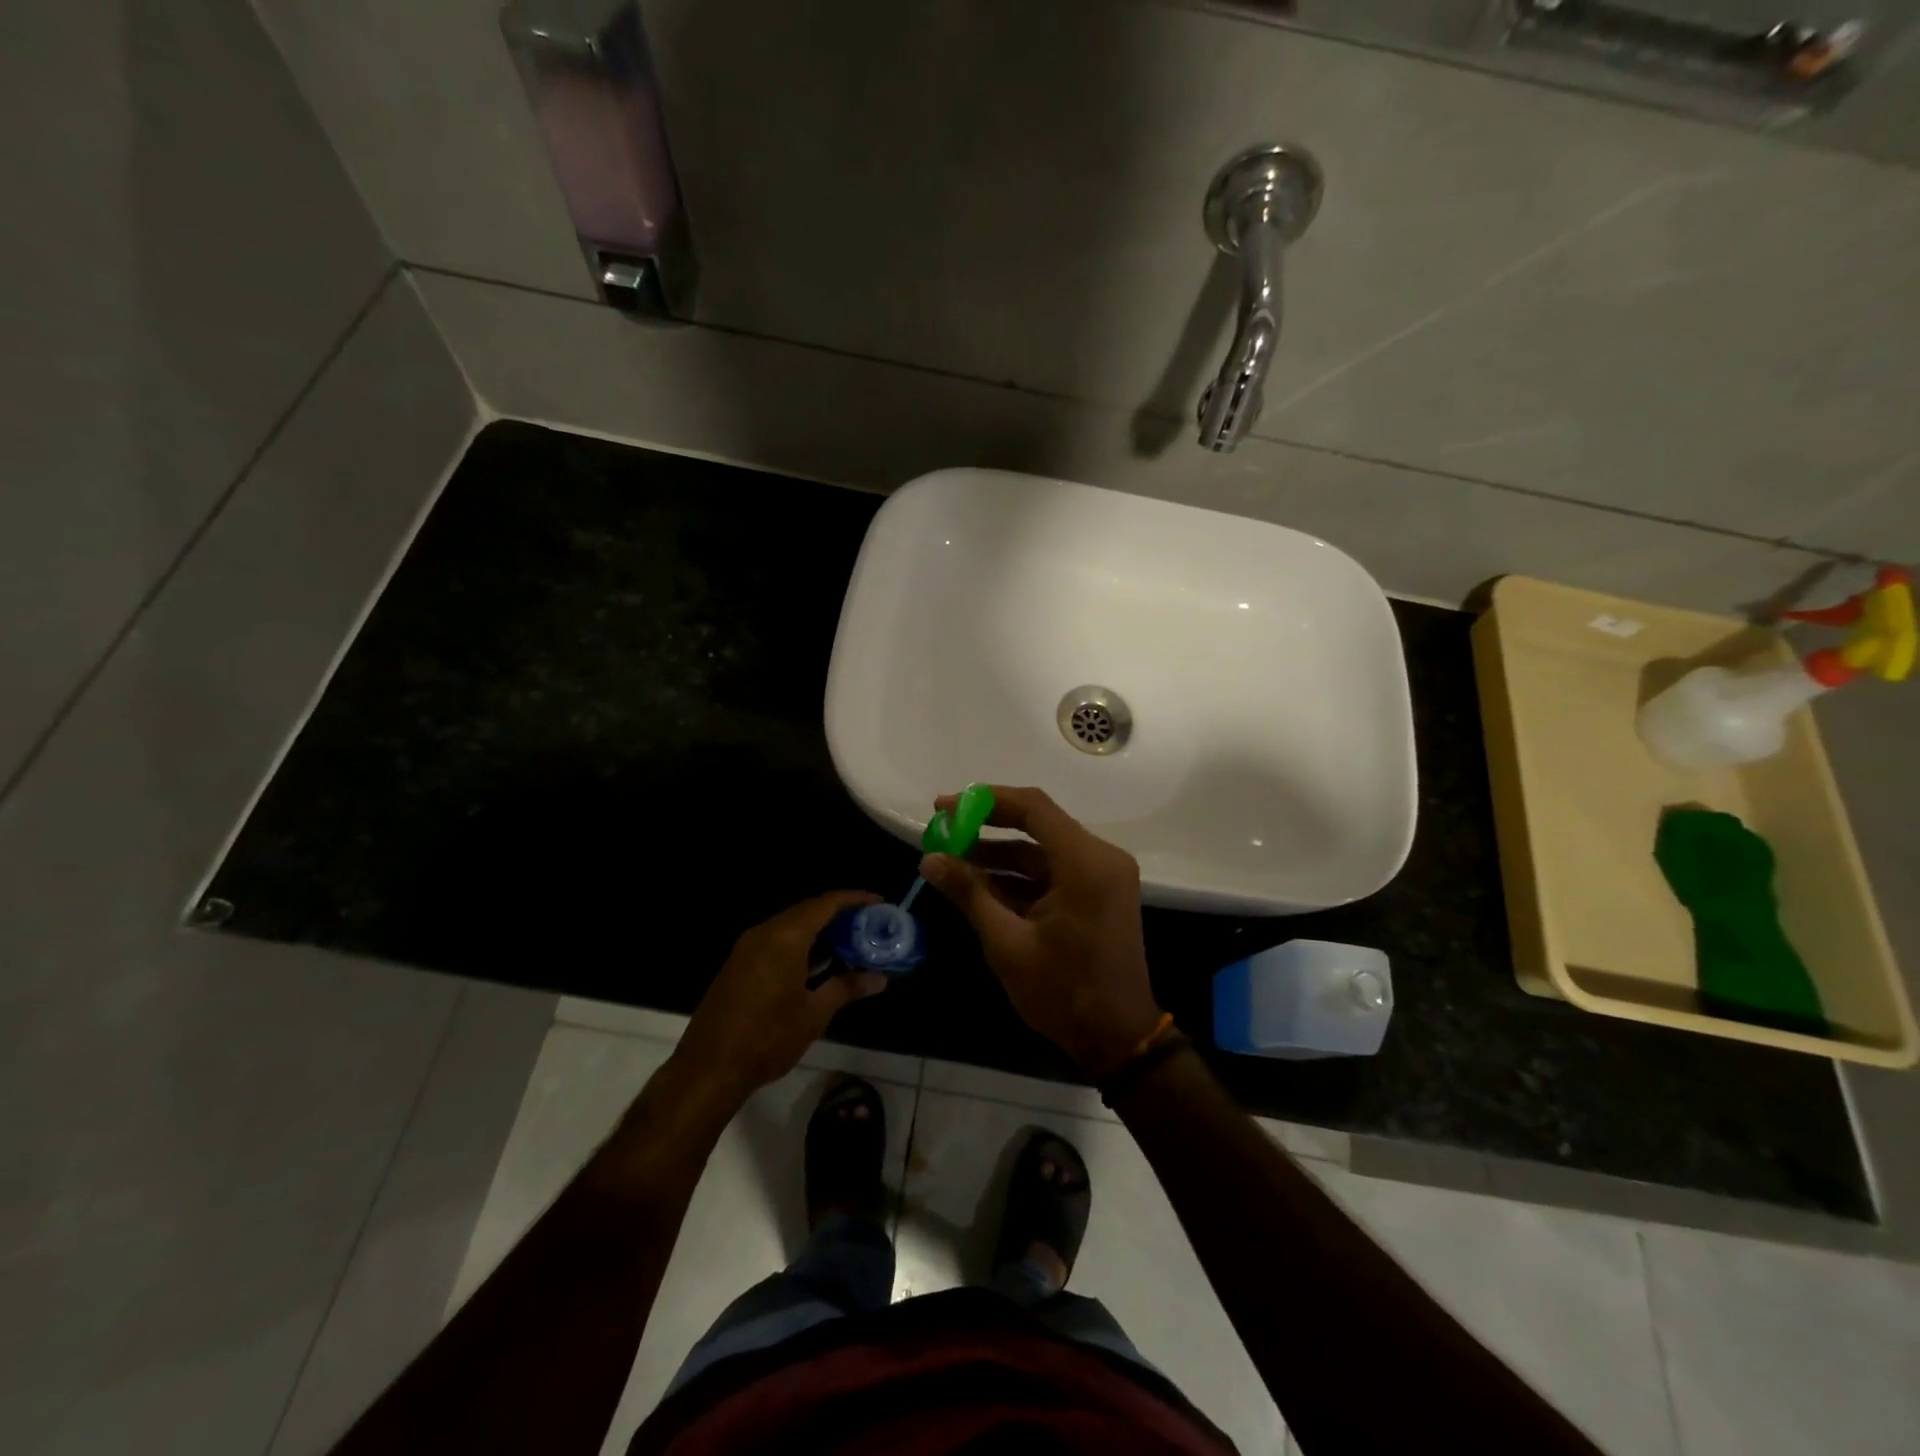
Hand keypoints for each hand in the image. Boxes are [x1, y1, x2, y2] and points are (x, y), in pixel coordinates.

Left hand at [673, 891, 885, 1103]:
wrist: (708, 1069)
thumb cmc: (767, 1038)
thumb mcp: (814, 1014)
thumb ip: (846, 988)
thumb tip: (879, 979)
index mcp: (785, 937)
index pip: (825, 904)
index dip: (854, 899)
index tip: (879, 903)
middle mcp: (764, 933)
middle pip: (807, 910)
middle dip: (839, 915)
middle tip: (868, 925)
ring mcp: (747, 948)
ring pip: (790, 926)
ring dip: (819, 930)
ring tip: (850, 943)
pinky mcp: (738, 965)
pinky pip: (775, 941)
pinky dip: (800, 944)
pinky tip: (818, 963)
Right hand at [922, 786, 1161, 1077]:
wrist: (1117, 1038)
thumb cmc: (1063, 992)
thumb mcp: (1007, 943)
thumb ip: (969, 893)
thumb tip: (930, 859)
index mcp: (1085, 863)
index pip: (1033, 808)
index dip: (985, 801)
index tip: (945, 806)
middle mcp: (1100, 858)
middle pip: (1038, 824)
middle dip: (986, 826)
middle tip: (943, 828)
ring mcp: (1102, 875)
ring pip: (1042, 850)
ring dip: (999, 855)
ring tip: (951, 859)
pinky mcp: (1097, 893)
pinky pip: (1053, 872)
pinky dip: (1018, 877)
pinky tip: (979, 884)